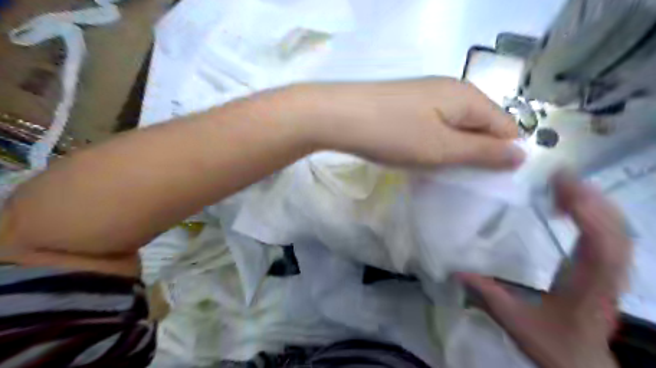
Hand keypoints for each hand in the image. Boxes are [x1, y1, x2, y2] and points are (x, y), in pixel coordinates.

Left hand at [290, 78, 526, 169]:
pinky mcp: (408, 103)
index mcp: (468, 97)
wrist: (340, 116)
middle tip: (455, 175)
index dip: (501, 155)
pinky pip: (433, 124)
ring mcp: (427, 95)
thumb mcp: (443, 148)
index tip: (484, 180)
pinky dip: (432, 142)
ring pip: (455, 126)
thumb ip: (483, 152)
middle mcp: (452, 90)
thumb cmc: (394, 134)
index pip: (506, 127)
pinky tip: (417, 153)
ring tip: (434, 168)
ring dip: (451, 149)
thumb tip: (521, 154)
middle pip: (480, 125)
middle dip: (474, 153)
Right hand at [457, 172, 629, 367]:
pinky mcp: (606, 270)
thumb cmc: (553, 344)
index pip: (601, 245)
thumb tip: (457, 272)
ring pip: (618, 230)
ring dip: (595, 203)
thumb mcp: (515, 322)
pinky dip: (596, 215)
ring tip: (566, 184)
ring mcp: (611, 272)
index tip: (563, 186)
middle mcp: (607, 275)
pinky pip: (611, 236)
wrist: (583, 366)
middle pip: (615, 230)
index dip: (587, 213)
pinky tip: (574, 207)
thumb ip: (487, 296)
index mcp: (587, 286)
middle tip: (559, 176)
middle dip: (591, 199)